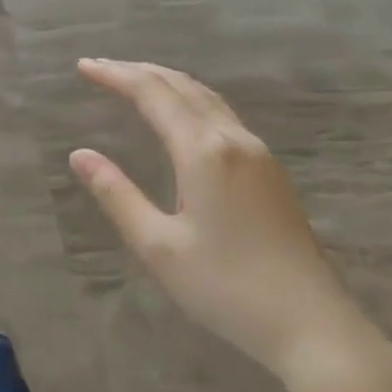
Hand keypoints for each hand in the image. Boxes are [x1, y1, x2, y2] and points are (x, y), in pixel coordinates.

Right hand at [69, 58, 389, 387]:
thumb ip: (116, 195)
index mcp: (203, 152)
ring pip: (207, 97)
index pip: (153, 95)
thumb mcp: (157, 246)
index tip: (83, 67)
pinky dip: (189, 100)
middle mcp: (233, 140)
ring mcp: (258, 154)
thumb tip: (80, 154)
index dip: (116, 76)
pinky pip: (221, 115)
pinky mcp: (269, 172)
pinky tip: (179, 115)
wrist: (312, 324)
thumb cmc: (225, 287)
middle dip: (138, 71)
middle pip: (182, 86)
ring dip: (166, 82)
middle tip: (100, 68)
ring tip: (132, 81)